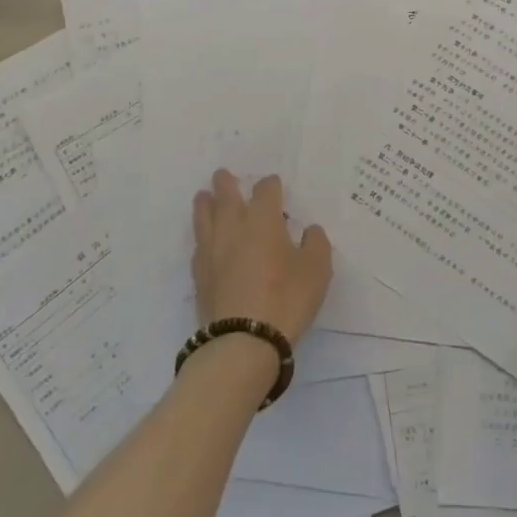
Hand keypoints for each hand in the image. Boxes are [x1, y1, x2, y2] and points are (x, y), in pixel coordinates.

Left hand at [192, 171, 332, 341]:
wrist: (242, 341)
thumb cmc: (286, 299)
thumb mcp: (317, 270)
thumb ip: (315, 243)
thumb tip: (308, 230)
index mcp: (263, 219)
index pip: (265, 189)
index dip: (271, 185)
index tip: (274, 186)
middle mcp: (233, 227)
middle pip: (225, 195)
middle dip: (226, 183)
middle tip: (223, 175)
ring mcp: (212, 251)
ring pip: (204, 216)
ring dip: (205, 203)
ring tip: (203, 196)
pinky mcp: (199, 275)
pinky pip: (198, 244)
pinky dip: (202, 236)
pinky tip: (205, 241)